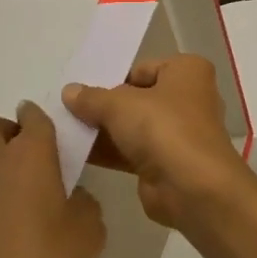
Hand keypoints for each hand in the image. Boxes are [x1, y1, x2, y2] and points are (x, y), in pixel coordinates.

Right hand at [62, 55, 252, 231]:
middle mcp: (188, 98)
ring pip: (135, 126)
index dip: (112, 79)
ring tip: (65, 132)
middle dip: (106, 107)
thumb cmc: (162, 128)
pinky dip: (110, 152)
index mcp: (187, 71)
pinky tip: (78, 154)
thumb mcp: (120, 105)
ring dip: (104, 131)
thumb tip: (69, 91)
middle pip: (138, 98)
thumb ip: (92, 98)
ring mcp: (180, 132)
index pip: (142, 69)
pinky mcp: (168, 163)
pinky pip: (134, 151)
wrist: (191, 188)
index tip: (82, 91)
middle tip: (67, 111)